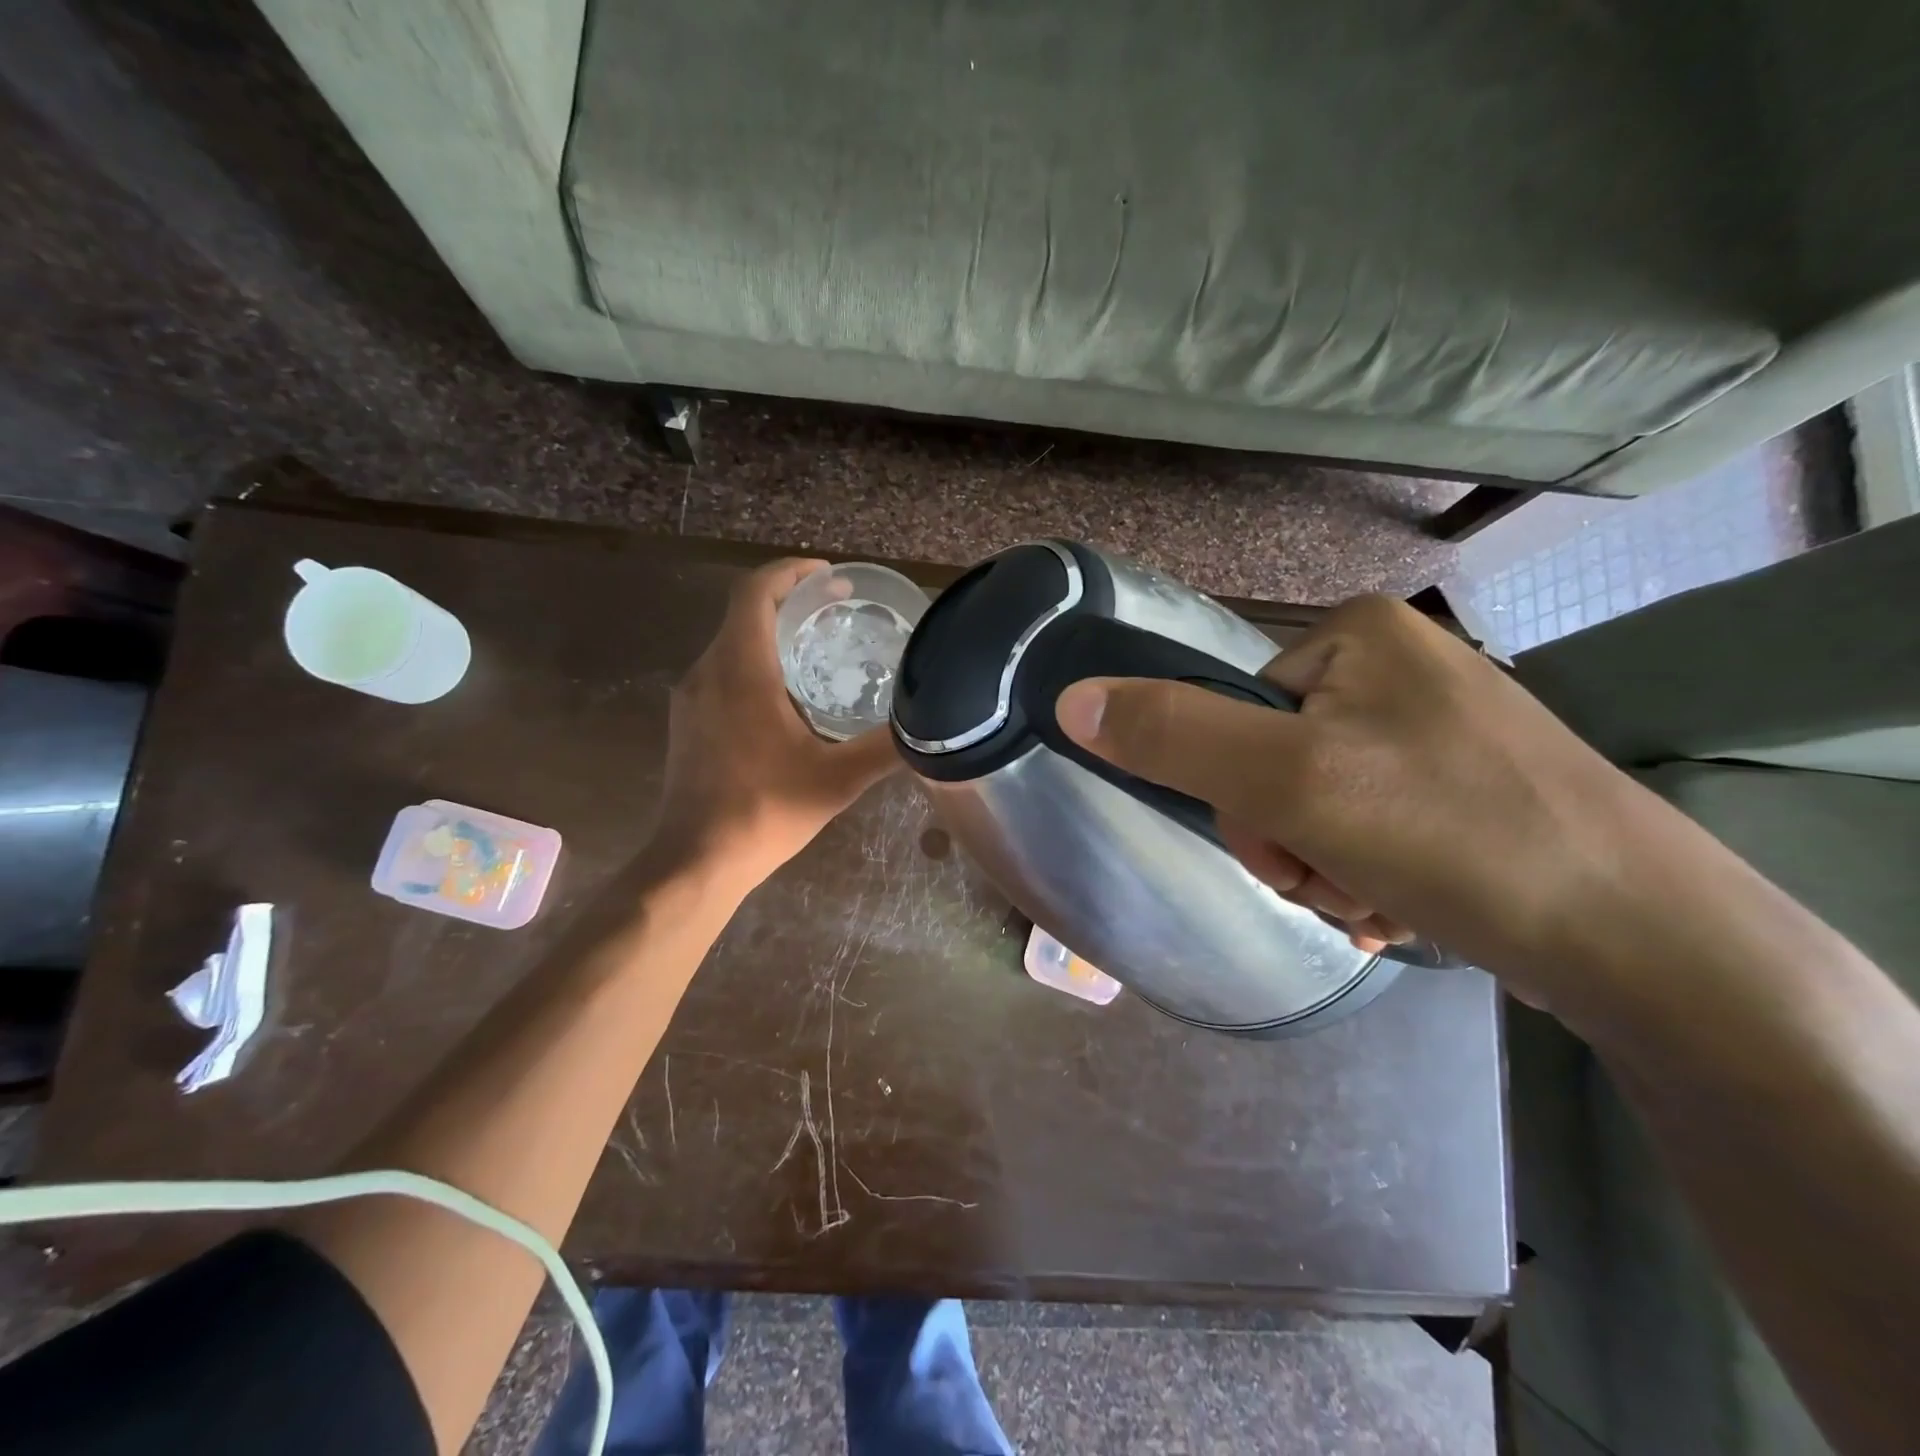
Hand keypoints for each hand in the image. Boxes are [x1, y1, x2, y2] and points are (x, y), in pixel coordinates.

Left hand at [649, 558, 899, 897]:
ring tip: (818, 651)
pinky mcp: (686, 721)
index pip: (756, 592)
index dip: (791, 572)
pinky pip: (722, 671)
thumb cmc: (765, 811)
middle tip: (837, 612)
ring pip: (731, 643)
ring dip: (772, 634)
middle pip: (744, 613)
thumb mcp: (836, 780)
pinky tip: (786, 698)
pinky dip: (755, 664)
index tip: (829, 577)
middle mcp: (707, 671)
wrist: (697, 860)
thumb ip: (883, 748)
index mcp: (741, 670)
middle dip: (790, 601)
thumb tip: (926, 728)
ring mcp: (691, 697)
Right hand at [1053, 594, 1697, 1018]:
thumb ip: (1173, 735)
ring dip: (1323, 867)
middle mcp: (1395, 667)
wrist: (1646, 943)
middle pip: (1272, 761)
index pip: (1233, 712)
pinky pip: (1365, 825)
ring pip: (1313, 804)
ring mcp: (1432, 728)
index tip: (1288, 843)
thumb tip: (1069, 698)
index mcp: (1355, 634)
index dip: (1240, 791)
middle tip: (1339, 879)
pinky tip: (1402, 907)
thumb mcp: (1290, 780)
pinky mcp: (1460, 788)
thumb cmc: (1454, 834)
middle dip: (1288, 840)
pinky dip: (1363, 876)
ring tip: (1380, 901)